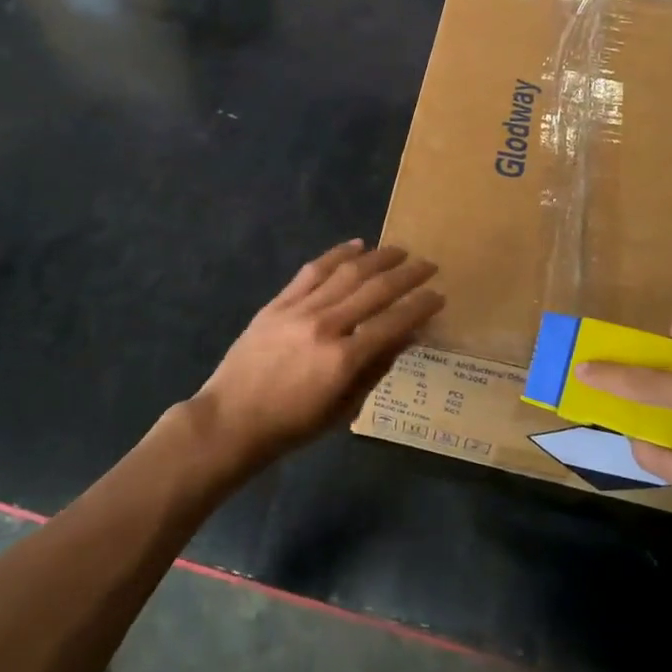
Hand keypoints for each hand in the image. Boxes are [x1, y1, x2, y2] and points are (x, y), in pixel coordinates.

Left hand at [193, 240, 442, 464]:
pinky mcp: (278, 302)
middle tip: (428, 265)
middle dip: (407, 275)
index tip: (439, 295)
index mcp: (344, 360)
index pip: (393, 323)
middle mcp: (325, 326)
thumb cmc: (292, 425)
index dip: (420, 307)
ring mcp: (299, 310)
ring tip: (399, 251)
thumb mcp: (344, 408)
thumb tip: (406, 336)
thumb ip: (376, 369)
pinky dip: (337, 254)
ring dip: (377, 258)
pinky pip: (313, 271)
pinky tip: (356, 246)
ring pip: (346, 272)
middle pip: (375, 290)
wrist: (231, 419)